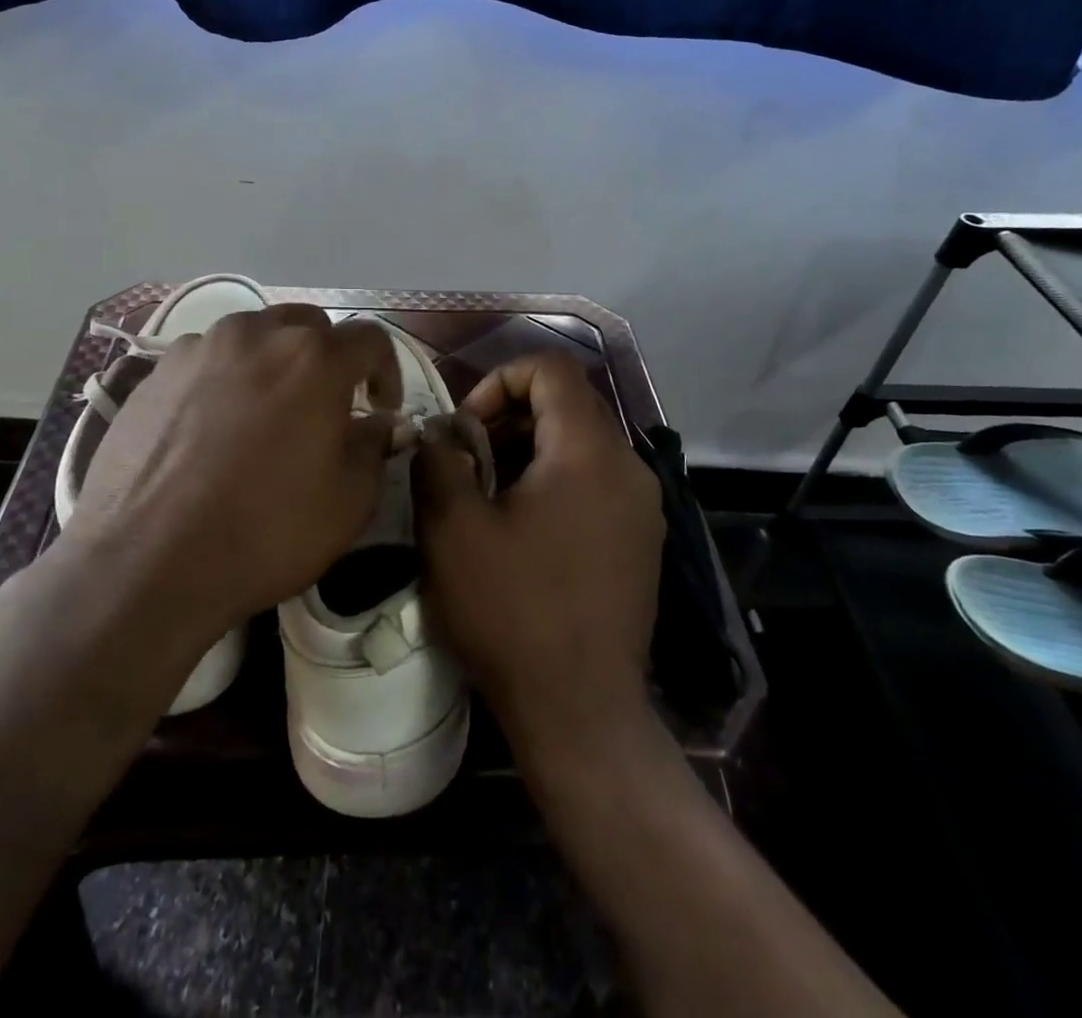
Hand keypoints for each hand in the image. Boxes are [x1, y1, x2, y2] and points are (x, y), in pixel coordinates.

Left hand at [52, 304, 402, 649]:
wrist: (145, 564)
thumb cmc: (264, 532)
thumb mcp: (348, 502)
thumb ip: (374, 446)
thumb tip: (379, 423)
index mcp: (313, 358)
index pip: (369, 338)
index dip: (386, 371)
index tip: (380, 409)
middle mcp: (256, 334)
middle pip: (308, 327)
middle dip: (327, 360)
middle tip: (324, 409)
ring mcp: (198, 348)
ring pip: (253, 338)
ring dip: (273, 365)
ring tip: (264, 416)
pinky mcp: (154, 372)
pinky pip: (206, 360)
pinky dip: (224, 380)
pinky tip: (212, 429)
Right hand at [413, 352, 663, 759]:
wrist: (581, 711)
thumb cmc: (512, 612)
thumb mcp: (453, 529)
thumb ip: (439, 460)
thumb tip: (440, 433)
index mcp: (589, 452)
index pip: (552, 369)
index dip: (500, 380)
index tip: (466, 427)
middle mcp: (629, 467)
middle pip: (570, 404)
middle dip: (512, 416)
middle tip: (469, 459)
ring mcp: (643, 505)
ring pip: (583, 443)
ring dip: (531, 449)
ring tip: (490, 494)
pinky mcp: (642, 539)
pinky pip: (597, 480)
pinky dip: (557, 479)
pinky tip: (524, 527)